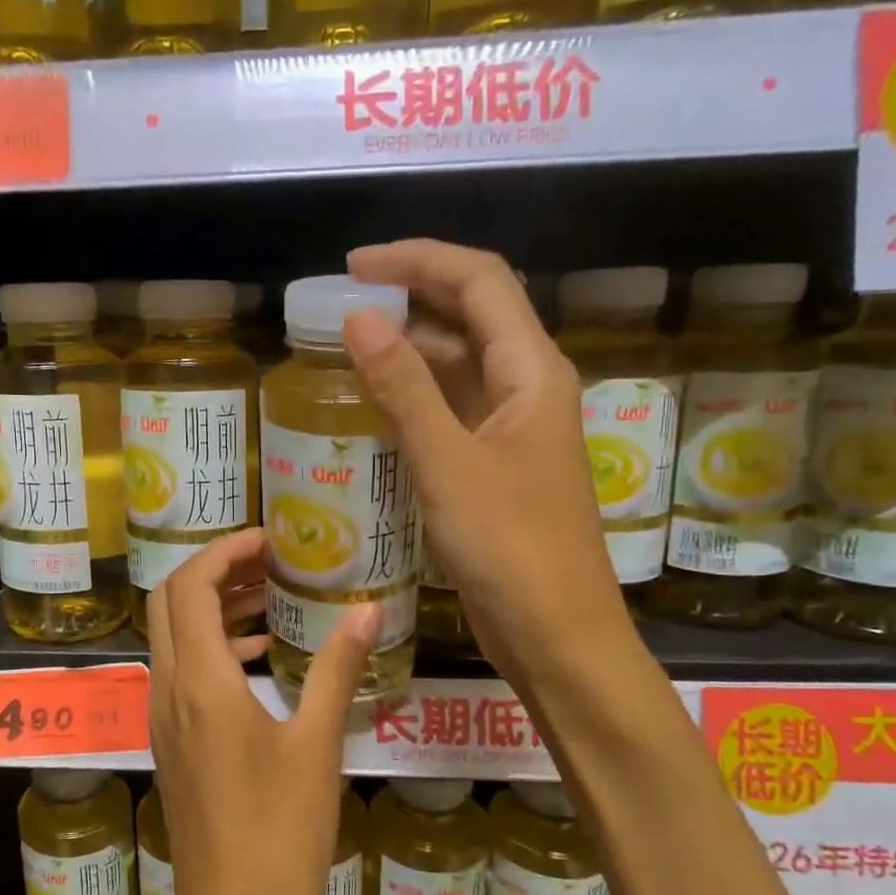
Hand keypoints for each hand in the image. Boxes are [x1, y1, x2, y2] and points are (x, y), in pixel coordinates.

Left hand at [144, 527, 378, 894]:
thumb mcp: (317, 746)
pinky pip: (185, 673)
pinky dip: (216, 648)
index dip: (225, 551)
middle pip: (173, 604)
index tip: (271, 540)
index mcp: (199, 682)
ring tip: (274, 599)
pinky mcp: (175, 745)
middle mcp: (168, 691)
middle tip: (274, 563)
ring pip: (176, 638)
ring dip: (216, 608)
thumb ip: (336, 669)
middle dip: (217, 572)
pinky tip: (263, 658)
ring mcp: (165, 720)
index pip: (190, 586)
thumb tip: (368, 610)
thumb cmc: (279, 837)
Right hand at [343, 239, 629, 679]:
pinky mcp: (493, 465)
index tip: (353, 267)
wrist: (556, 635)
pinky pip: (450, 411)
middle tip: (340, 305)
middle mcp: (527, 387)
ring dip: (407, 350)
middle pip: (470, 316)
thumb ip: (403, 388)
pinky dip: (412, 399)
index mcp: (532, 370)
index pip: (479, 281)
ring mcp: (511, 429)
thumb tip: (359, 318)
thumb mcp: (448, 463)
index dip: (418, 259)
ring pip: (458, 366)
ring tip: (343, 349)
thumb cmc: (509, 547)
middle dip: (409, 298)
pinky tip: (371, 405)